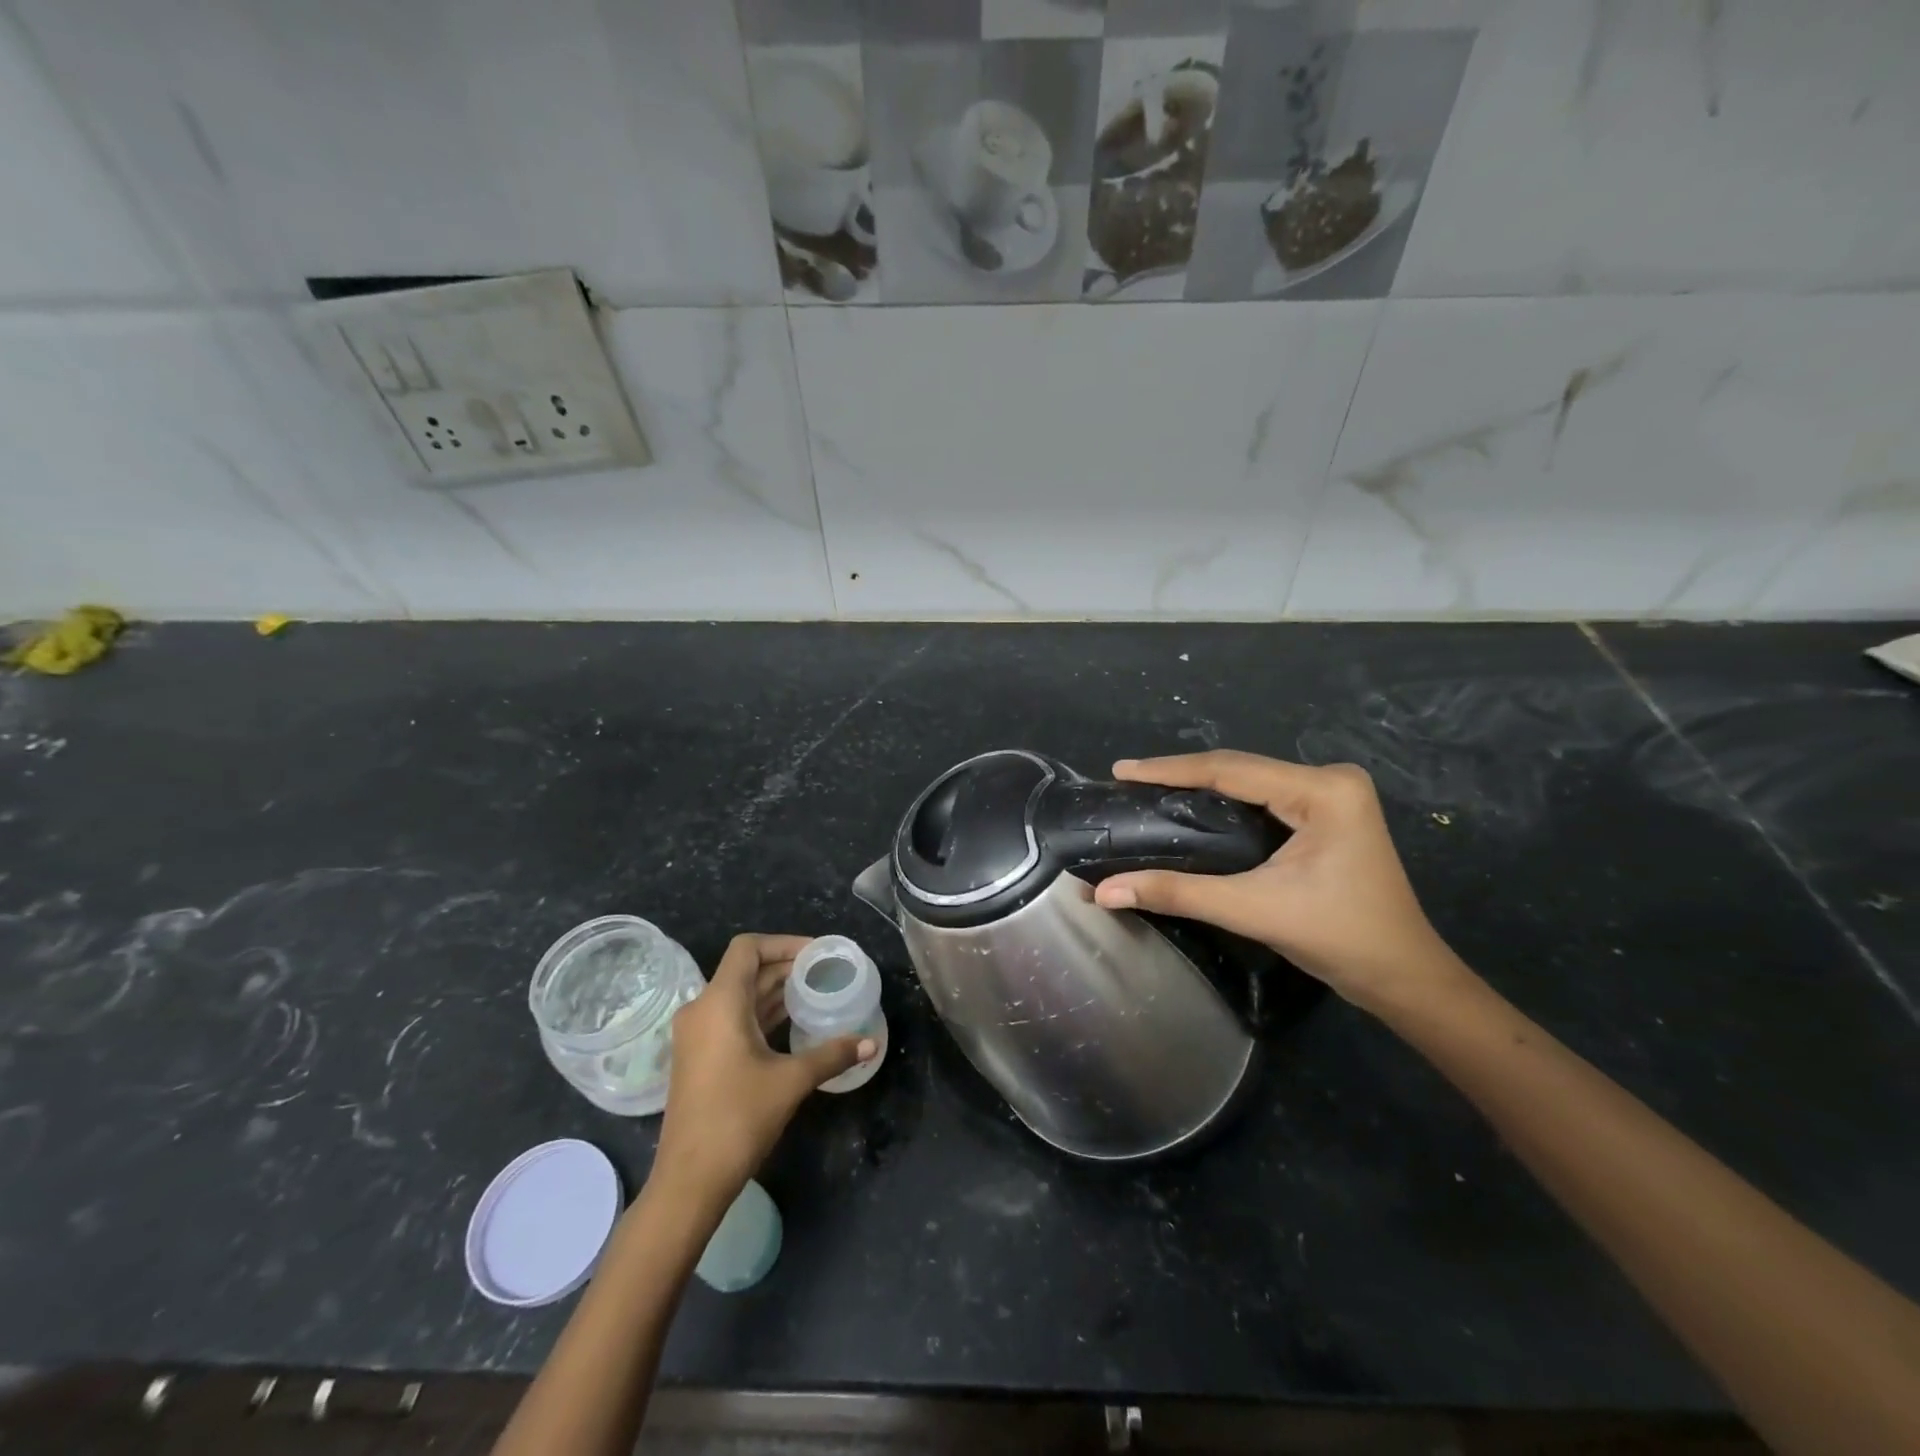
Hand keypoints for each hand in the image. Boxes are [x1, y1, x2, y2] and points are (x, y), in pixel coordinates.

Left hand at [651, 934, 876, 1209]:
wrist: (689, 1181)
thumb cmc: (738, 1118)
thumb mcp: (791, 1081)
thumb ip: (832, 1055)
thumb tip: (871, 1044)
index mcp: (720, 1002)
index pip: (748, 947)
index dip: (784, 943)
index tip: (817, 954)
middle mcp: (702, 1009)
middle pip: (746, 970)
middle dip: (786, 967)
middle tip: (825, 972)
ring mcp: (696, 1035)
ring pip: (739, 995)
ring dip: (774, 991)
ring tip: (815, 994)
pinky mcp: (698, 1056)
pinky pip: (732, 1018)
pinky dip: (761, 1013)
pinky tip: (791, 1024)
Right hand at [1092, 751, 1462, 1010]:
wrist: (1403, 977)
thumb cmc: (1338, 938)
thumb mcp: (1252, 909)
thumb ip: (1177, 893)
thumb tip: (1104, 891)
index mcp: (1322, 789)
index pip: (1230, 768)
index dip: (1169, 770)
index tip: (1121, 771)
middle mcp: (1329, 779)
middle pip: (1239, 769)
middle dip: (1180, 775)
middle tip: (1127, 781)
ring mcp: (1331, 796)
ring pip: (1249, 782)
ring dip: (1199, 787)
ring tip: (1147, 789)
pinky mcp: (1327, 814)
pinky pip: (1262, 798)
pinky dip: (1223, 804)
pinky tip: (1190, 808)